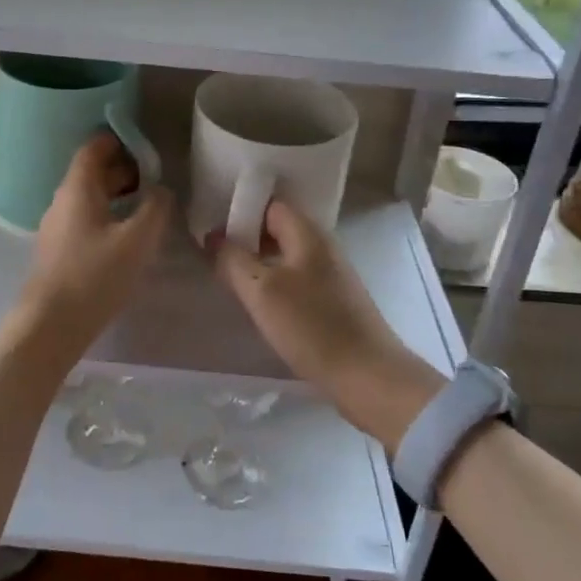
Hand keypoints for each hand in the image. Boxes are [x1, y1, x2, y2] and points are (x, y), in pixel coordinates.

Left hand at [16, 133, 171, 351]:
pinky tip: (125, 237)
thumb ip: (155, 208)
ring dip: (116, 197)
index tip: (144, 146)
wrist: (52, 324)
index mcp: (77, 189)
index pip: (93, 149)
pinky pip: (84, 221)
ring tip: (145, 208)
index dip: (118, 141)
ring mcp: (56, 227)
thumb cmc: (96, 275)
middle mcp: (62, 201)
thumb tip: (161, 190)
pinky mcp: (57, 251)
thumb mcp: (137, 240)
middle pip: (91, 174)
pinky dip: (106, 217)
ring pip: (88, 199)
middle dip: (122, 171)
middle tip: (153, 179)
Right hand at [211, 200, 440, 450]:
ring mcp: (331, 275)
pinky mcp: (333, 302)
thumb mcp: (261, 291)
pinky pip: (296, 280)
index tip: (212, 227)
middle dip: (246, 238)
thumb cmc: (312, 327)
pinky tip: (259, 303)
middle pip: (278, 229)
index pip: (270, 204)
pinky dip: (275, 285)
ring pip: (286, 257)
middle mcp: (323, 247)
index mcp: (308, 234)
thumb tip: (213, 237)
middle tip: (214, 255)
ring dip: (259, 264)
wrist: (367, 377)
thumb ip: (232, 260)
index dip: (240, 210)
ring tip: (229, 278)